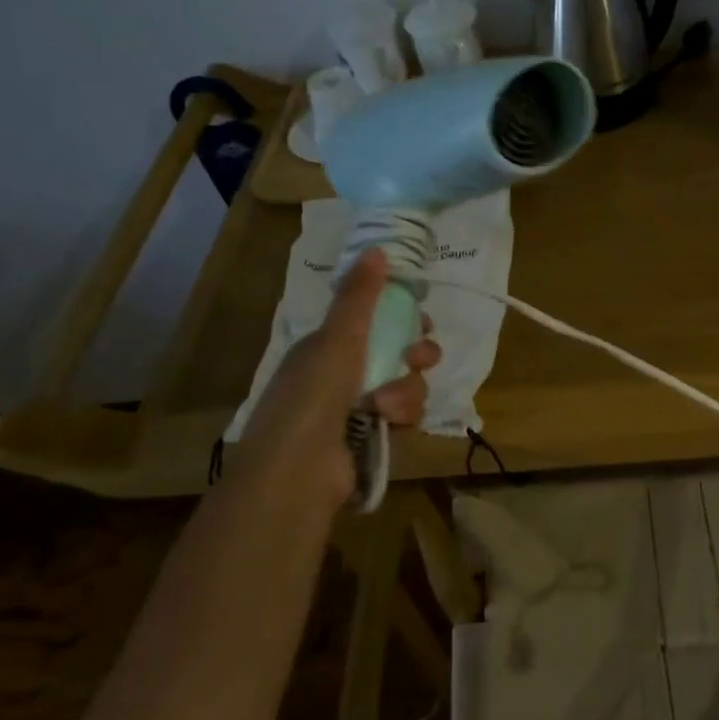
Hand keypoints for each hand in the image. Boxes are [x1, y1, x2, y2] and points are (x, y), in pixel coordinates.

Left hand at [234, 249, 440, 506]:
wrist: (298, 470)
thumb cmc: (313, 396)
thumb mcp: (337, 338)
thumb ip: (360, 296)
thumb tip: (376, 248)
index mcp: (329, 347)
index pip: (375, 322)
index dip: (402, 318)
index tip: (420, 321)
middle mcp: (343, 375)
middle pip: (398, 353)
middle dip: (415, 354)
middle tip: (418, 358)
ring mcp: (358, 409)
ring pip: (407, 386)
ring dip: (406, 392)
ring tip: (387, 406)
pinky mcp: (374, 439)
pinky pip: (405, 417)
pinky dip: (402, 418)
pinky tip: (390, 425)